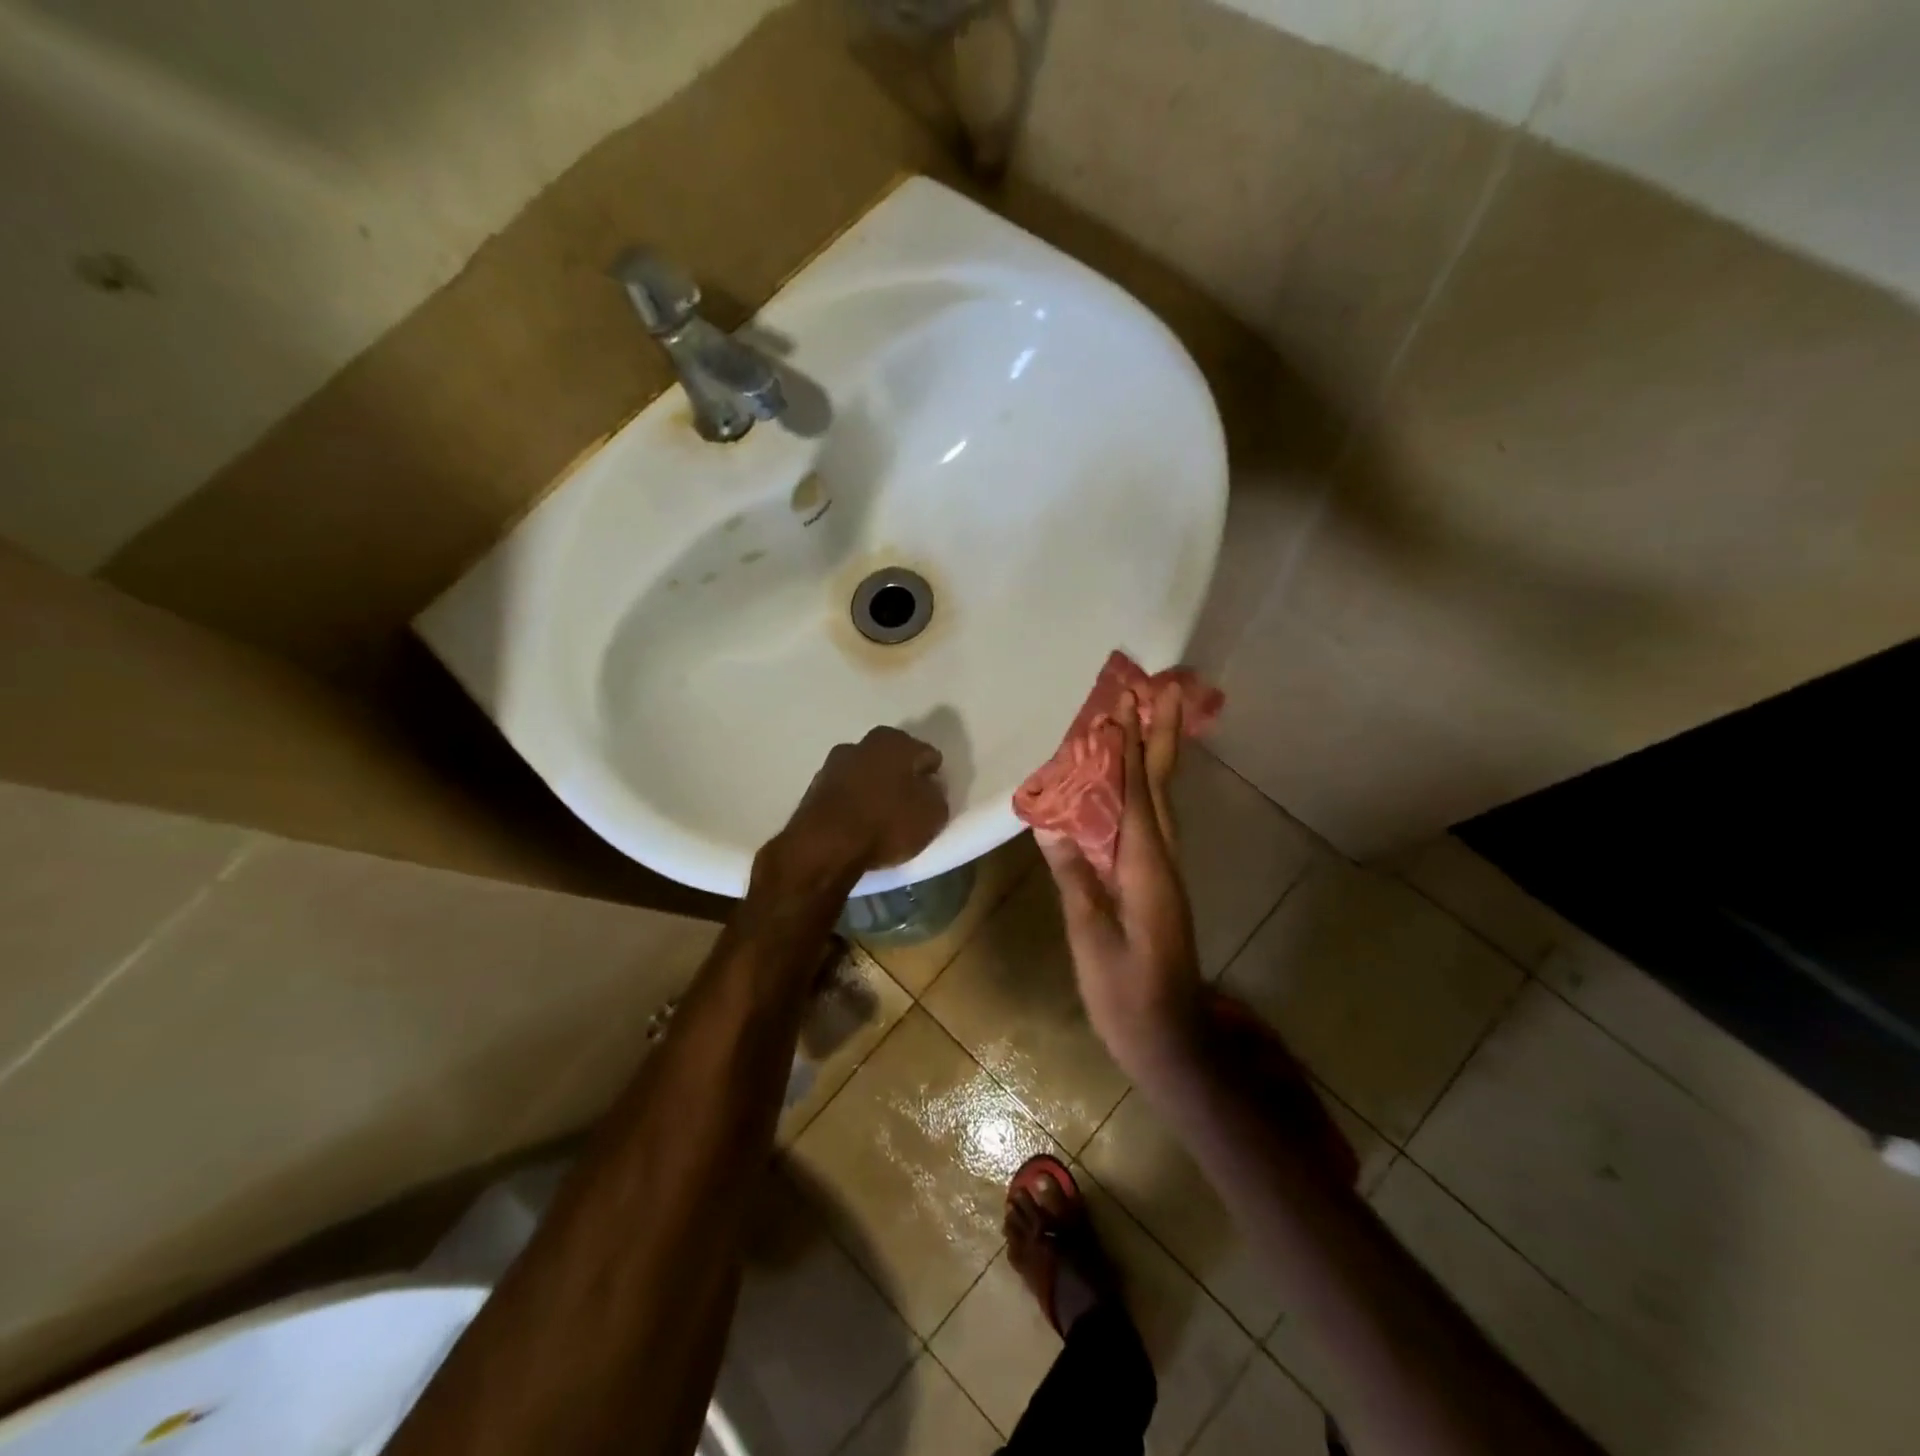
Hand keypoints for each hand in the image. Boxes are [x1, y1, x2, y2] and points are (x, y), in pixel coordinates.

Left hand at [761, 726, 948, 891]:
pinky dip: (854, 803)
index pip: (926, 755)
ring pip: (866, 774)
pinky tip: (858, 824)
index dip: (933, 777)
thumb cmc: (886, 823)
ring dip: (875, 789)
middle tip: (910, 807)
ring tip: (882, 819)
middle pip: (893, 760)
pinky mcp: (814, 788)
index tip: (933, 799)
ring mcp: (834, 764)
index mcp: (896, 741)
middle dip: (902, 778)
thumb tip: (928, 788)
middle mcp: (863, 743)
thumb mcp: (932, 815)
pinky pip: (846, 793)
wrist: (824, 846)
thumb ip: (936, 795)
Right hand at [1037, 684, 1203, 1083]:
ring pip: (1162, 803)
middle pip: (1161, 788)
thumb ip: (1074, 878)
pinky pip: (1152, 823)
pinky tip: (1134, 784)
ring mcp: (1166, 873)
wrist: (1171, 1037)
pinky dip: (1145, 792)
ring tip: (1152, 721)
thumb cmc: (1126, 993)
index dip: (1126, 751)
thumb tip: (1051, 825)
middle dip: (1161, 738)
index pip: (1134, 796)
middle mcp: (1164, 861)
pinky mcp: (1160, 885)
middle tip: (1161, 691)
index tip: (1122, 707)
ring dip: (1158, 758)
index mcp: (1146, 870)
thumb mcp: (1091, 938)